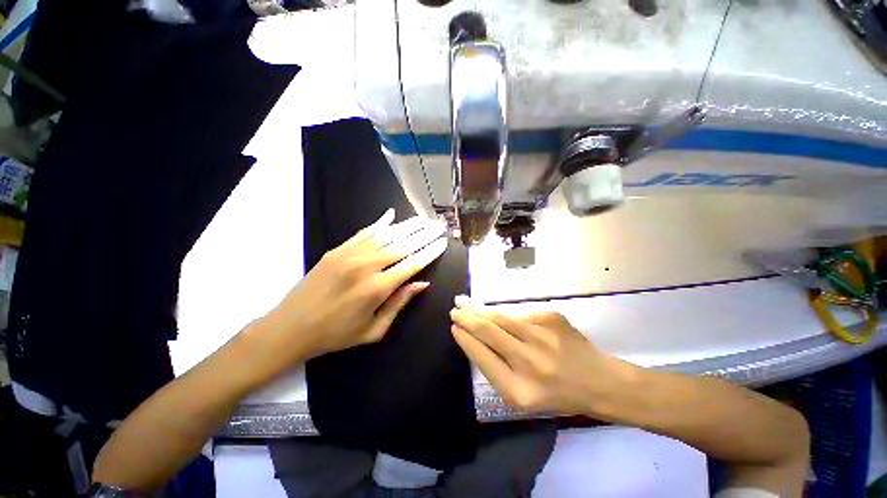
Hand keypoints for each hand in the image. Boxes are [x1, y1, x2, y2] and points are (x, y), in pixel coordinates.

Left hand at [255, 209, 446, 366]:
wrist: (290, 327)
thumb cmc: (336, 335)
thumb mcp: (373, 330)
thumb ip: (399, 303)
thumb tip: (422, 284)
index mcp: (378, 288)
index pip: (412, 263)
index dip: (430, 252)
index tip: (443, 242)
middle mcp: (366, 266)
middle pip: (403, 244)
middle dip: (424, 234)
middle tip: (439, 225)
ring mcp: (350, 254)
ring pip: (386, 234)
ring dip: (407, 226)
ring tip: (423, 219)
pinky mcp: (337, 250)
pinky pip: (364, 232)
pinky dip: (379, 223)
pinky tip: (391, 215)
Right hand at [450, 297, 632, 417]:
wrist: (598, 381)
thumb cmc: (556, 394)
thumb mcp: (522, 397)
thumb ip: (495, 370)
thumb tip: (472, 338)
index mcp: (519, 391)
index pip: (481, 357)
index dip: (465, 339)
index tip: (454, 327)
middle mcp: (530, 362)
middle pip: (488, 332)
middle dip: (467, 319)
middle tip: (454, 310)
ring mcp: (542, 336)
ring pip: (500, 317)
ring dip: (479, 309)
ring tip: (464, 302)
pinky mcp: (551, 317)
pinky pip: (518, 313)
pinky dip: (502, 312)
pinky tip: (492, 310)